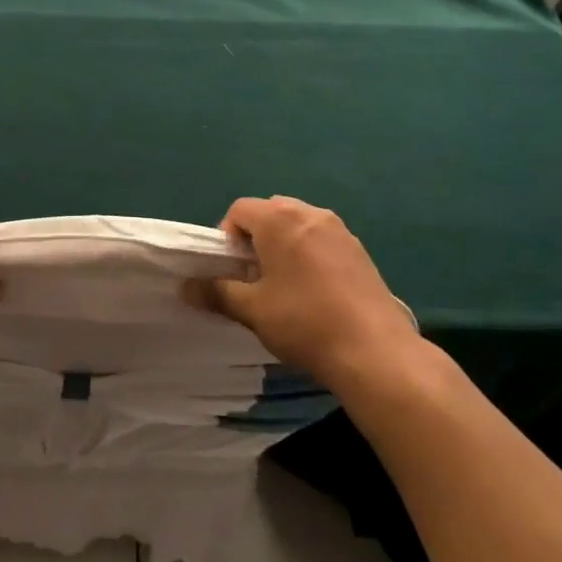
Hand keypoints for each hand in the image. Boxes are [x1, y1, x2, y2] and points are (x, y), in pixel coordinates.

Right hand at [196, 196, 422, 388]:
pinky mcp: (360, 250)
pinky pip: (322, 239)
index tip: (230, 271)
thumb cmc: (304, 322)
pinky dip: (308, 254)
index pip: (239, 209)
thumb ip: (217, 292)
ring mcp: (340, 230)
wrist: (375, 352)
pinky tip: (313, 292)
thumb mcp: (252, 310)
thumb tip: (186, 288)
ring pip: (298, 225)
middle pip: (270, 212)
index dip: (226, 237)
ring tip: (283, 285)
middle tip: (253, 276)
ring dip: (283, 245)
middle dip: (255, 238)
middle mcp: (310, 213)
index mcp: (280, 219)